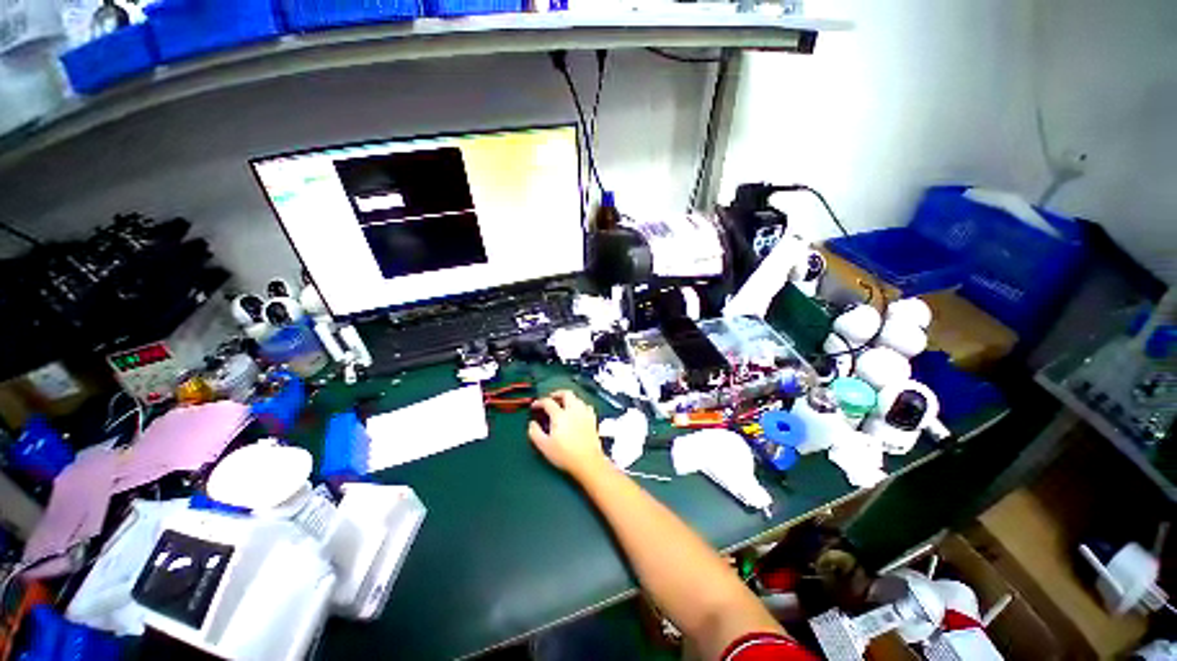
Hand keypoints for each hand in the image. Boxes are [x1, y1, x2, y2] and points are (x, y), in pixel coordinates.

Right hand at [528, 390, 608, 477]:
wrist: (588, 463)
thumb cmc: (564, 455)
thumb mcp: (544, 446)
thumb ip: (535, 432)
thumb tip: (532, 423)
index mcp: (560, 415)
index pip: (548, 402)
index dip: (539, 402)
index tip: (534, 407)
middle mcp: (574, 411)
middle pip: (566, 394)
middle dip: (556, 394)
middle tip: (550, 399)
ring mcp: (586, 415)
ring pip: (578, 399)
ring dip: (569, 399)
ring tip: (563, 405)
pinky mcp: (594, 421)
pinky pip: (587, 407)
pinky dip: (580, 406)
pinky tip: (577, 413)